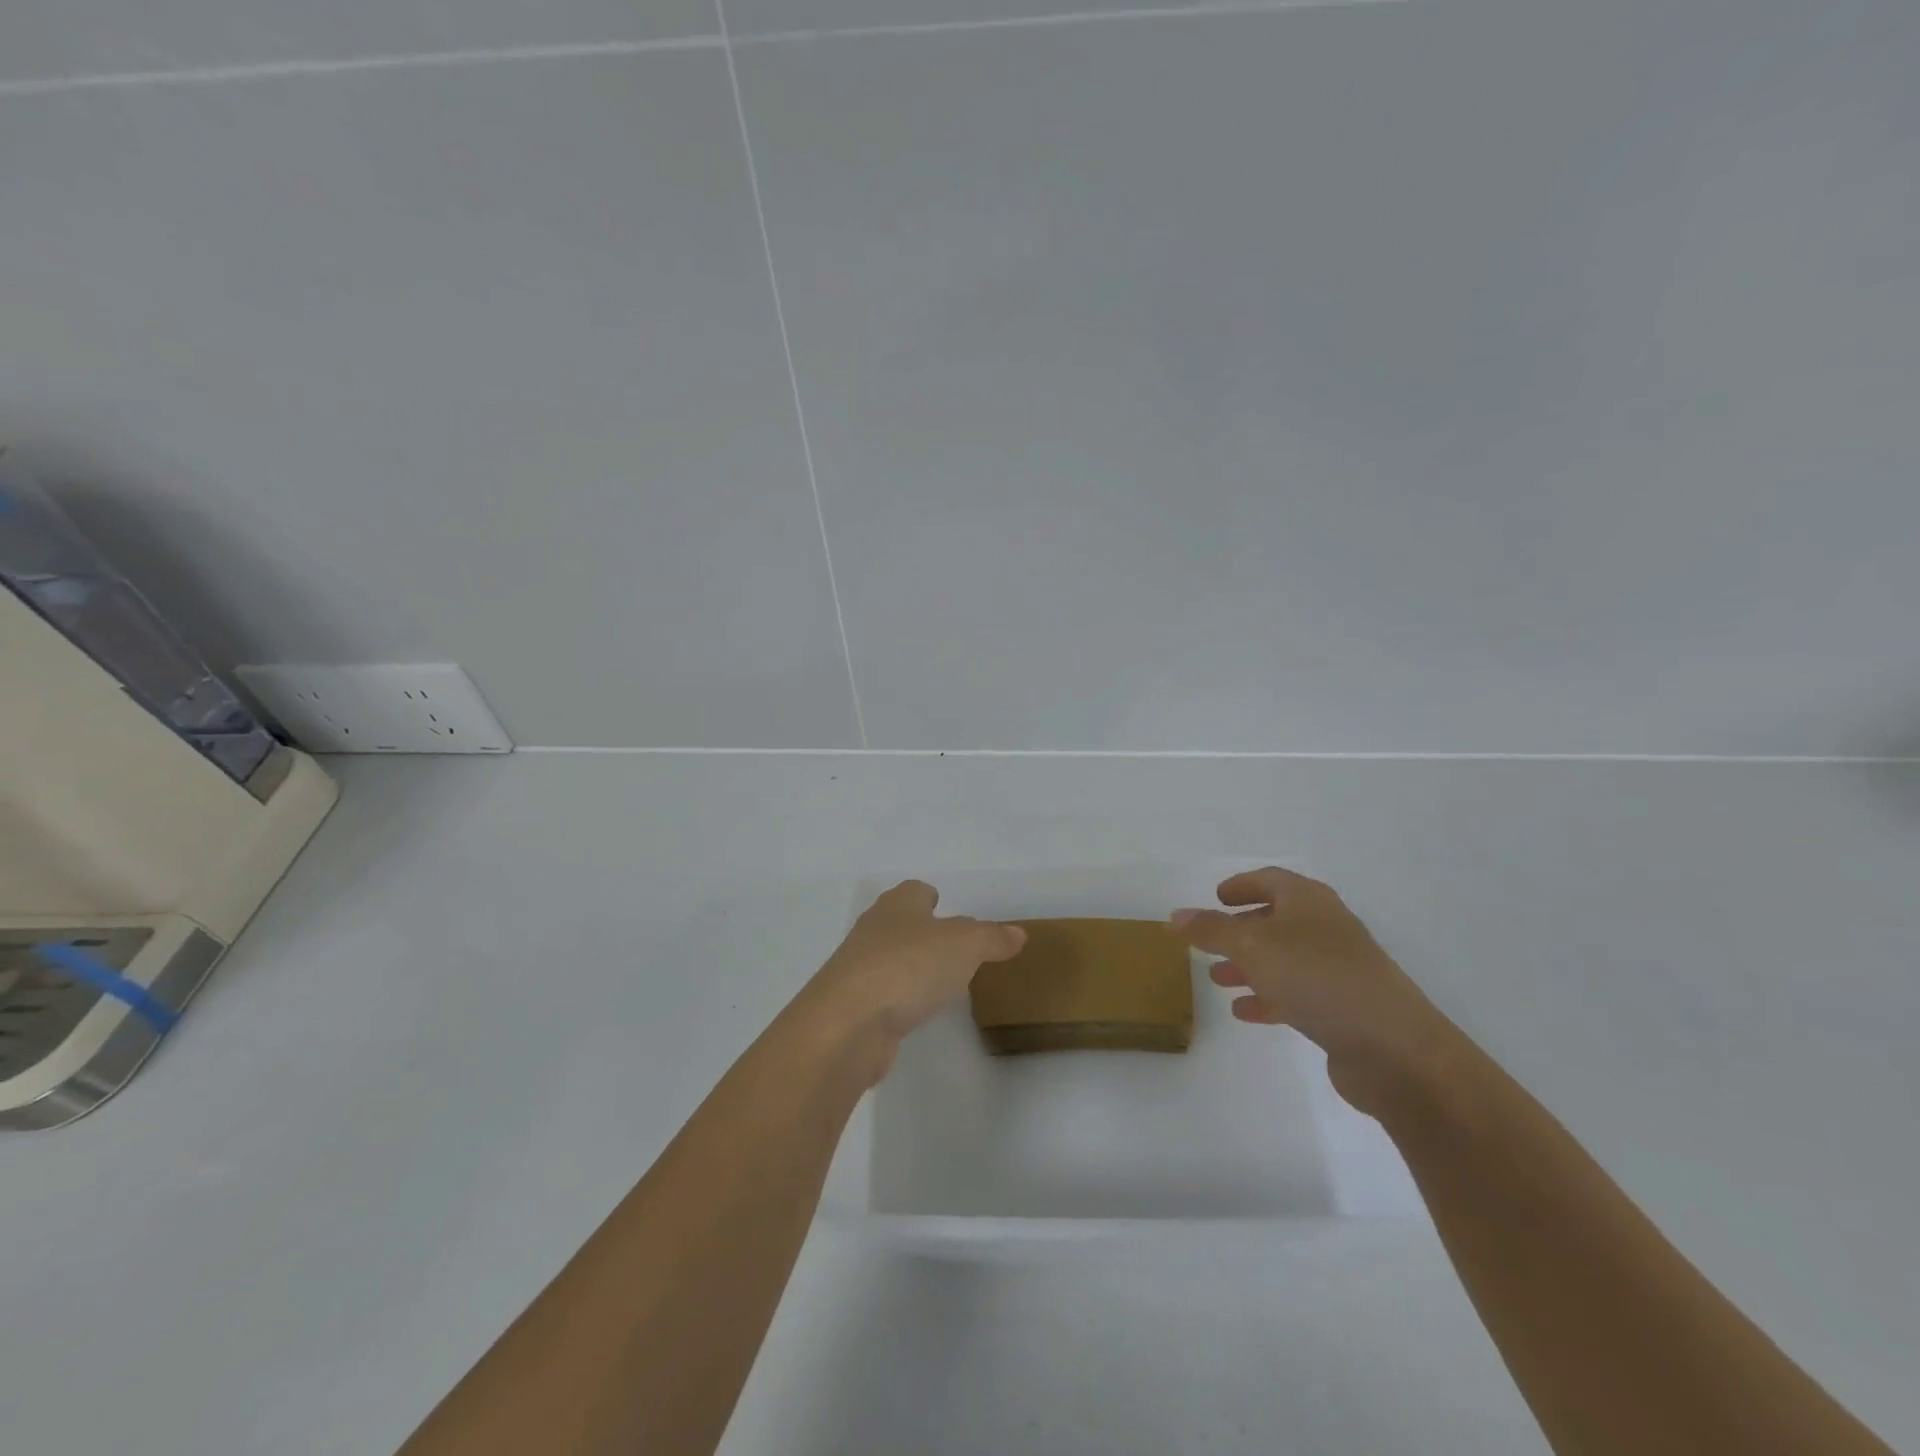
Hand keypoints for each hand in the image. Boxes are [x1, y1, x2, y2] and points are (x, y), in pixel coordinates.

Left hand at [793, 881, 1025, 1082]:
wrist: (847, 1024)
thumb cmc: (908, 967)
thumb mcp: (964, 945)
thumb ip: (992, 938)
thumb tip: (1018, 933)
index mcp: (898, 905)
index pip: (915, 891)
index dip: (932, 897)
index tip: (946, 908)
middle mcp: (874, 930)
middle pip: (902, 923)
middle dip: (924, 931)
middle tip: (954, 947)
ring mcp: (859, 969)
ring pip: (892, 959)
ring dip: (912, 966)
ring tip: (942, 981)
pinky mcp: (854, 1007)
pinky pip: (885, 994)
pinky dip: (901, 998)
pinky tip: (918, 1011)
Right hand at [1171, 868, 1457, 1114]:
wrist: (1393, 1048)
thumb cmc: (1317, 978)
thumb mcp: (1252, 946)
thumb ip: (1211, 930)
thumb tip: (1175, 915)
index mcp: (1309, 901)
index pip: (1270, 880)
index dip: (1241, 885)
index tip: (1216, 897)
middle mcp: (1326, 928)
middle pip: (1276, 920)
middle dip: (1239, 931)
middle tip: (1208, 943)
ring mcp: (1339, 969)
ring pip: (1284, 959)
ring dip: (1249, 966)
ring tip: (1217, 979)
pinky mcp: (1345, 1008)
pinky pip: (1297, 993)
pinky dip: (1269, 997)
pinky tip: (1245, 1012)